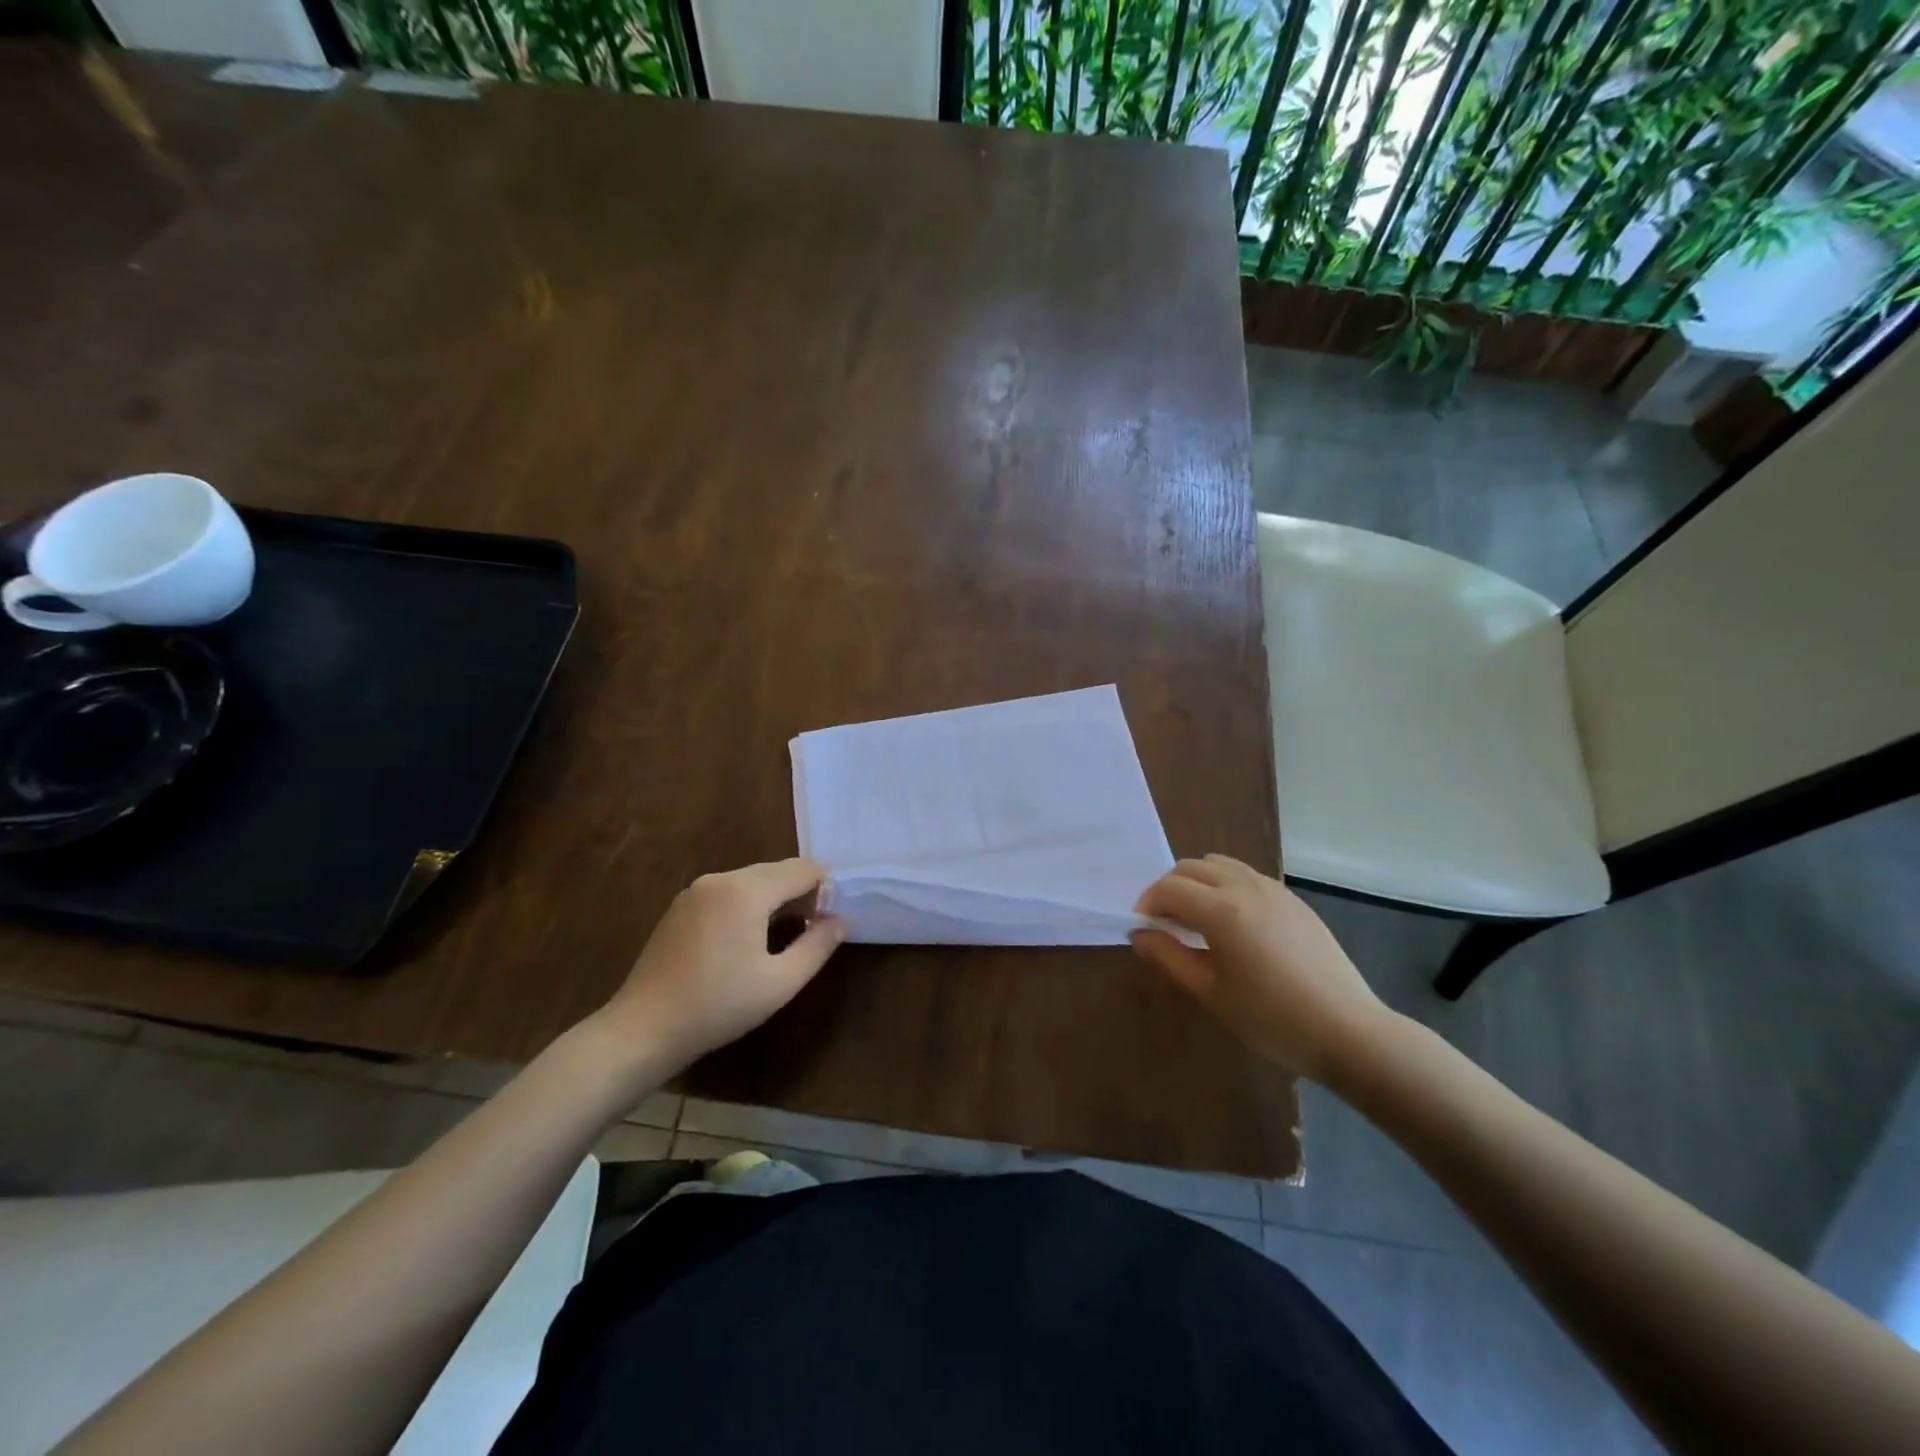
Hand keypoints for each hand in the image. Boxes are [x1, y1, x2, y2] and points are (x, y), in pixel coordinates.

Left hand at [596, 858, 845, 1076]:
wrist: (643, 1029)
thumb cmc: (718, 1006)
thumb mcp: (780, 983)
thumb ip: (818, 946)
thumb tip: (841, 920)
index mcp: (746, 890)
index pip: (803, 869)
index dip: (825, 889)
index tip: (830, 921)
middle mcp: (720, 878)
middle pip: (777, 871)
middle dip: (801, 893)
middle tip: (813, 931)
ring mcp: (696, 890)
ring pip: (752, 880)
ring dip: (775, 899)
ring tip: (784, 937)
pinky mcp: (681, 906)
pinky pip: (728, 892)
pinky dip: (749, 904)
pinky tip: (747, 940)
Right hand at [1132, 855, 1393, 1084]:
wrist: (1347, 1031)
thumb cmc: (1272, 1019)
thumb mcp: (1210, 993)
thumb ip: (1169, 957)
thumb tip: (1139, 934)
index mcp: (1221, 910)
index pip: (1168, 888)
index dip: (1147, 904)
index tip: (1142, 929)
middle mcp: (1245, 887)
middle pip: (1190, 867)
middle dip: (1169, 889)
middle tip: (1165, 925)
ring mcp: (1273, 889)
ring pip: (1219, 864)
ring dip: (1197, 882)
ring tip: (1196, 919)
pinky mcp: (1292, 899)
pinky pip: (1245, 875)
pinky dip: (1224, 885)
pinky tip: (1231, 923)